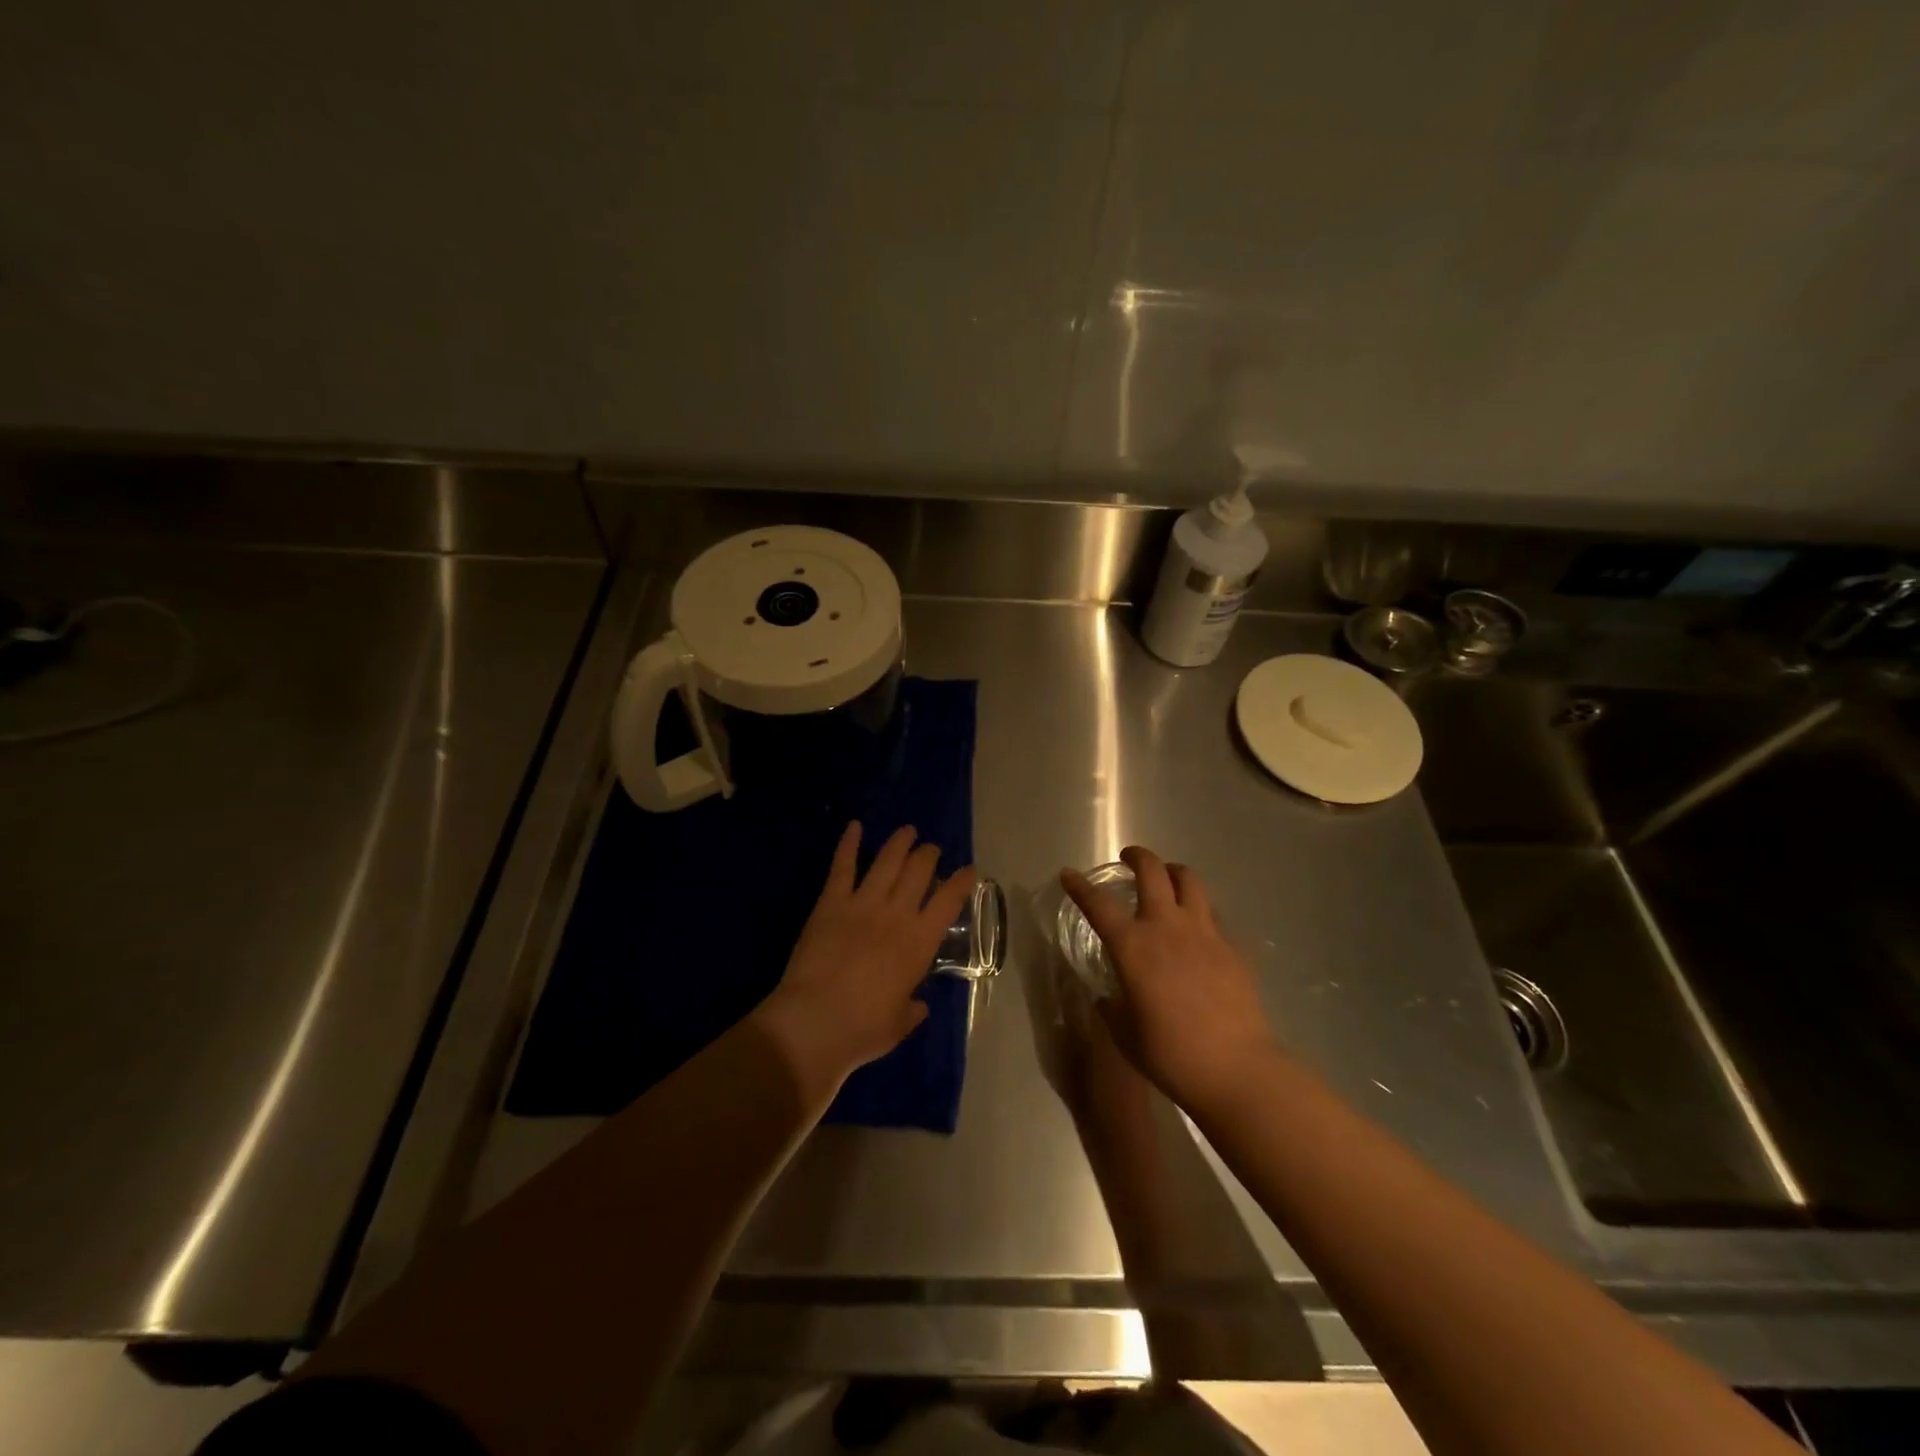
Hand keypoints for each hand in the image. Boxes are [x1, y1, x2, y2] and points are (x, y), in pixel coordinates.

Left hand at [758, 822, 976, 1092]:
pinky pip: (842, 866)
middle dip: (929, 855)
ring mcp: (863, 903)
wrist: (816, 1021)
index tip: (969, 870)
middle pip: (919, 871)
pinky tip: (854, 826)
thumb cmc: (864, 1028)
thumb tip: (918, 1004)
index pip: (949, 900)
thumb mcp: (899, 1023)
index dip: (962, 881)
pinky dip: (848, 844)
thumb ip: (912, 1008)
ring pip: (887, 861)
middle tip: (931, 850)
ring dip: (900, 842)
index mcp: (920, 942)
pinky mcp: (831, 902)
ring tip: (908, 831)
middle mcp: (897, 913)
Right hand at [1061, 846, 1279, 1115]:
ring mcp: (1204, 932)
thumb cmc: (1170, 1054)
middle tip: (1129, 859)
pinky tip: (1196, 929)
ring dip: (1173, 872)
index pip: (1098, 904)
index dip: (1079, 886)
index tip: (1068, 875)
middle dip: (1137, 857)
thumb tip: (1107, 997)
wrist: (1235, 1068)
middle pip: (1152, 871)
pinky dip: (1199, 910)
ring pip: (1189, 880)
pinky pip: (1212, 914)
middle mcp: (1167, 927)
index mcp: (1133, 946)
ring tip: (1166, 879)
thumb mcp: (1126, 1033)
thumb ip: (1111, 1007)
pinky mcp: (1232, 947)